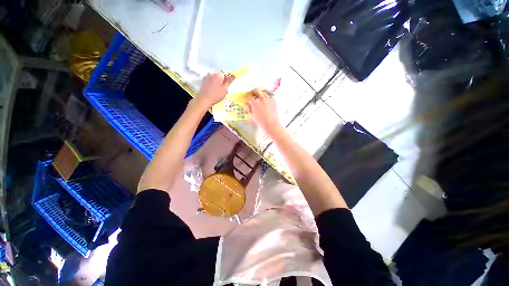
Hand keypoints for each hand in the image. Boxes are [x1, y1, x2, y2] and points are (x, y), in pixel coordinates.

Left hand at [195, 71, 234, 108]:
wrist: (204, 99)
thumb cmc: (216, 95)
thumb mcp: (225, 89)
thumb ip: (229, 81)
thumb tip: (233, 75)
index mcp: (219, 74)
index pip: (226, 72)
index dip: (230, 75)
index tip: (231, 80)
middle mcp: (212, 73)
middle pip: (220, 73)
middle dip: (224, 78)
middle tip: (226, 85)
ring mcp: (207, 76)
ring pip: (215, 76)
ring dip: (219, 79)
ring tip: (220, 87)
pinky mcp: (204, 80)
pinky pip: (211, 78)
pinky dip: (214, 81)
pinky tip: (215, 87)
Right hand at [247, 89, 282, 136]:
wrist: (272, 125)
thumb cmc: (261, 122)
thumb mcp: (253, 116)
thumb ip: (249, 109)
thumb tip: (247, 105)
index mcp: (255, 103)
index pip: (249, 98)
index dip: (246, 99)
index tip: (246, 101)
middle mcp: (261, 98)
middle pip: (256, 91)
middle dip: (253, 93)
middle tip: (252, 95)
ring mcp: (268, 99)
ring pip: (263, 93)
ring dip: (260, 94)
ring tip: (259, 97)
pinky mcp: (274, 101)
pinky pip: (269, 97)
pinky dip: (266, 98)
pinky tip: (266, 102)